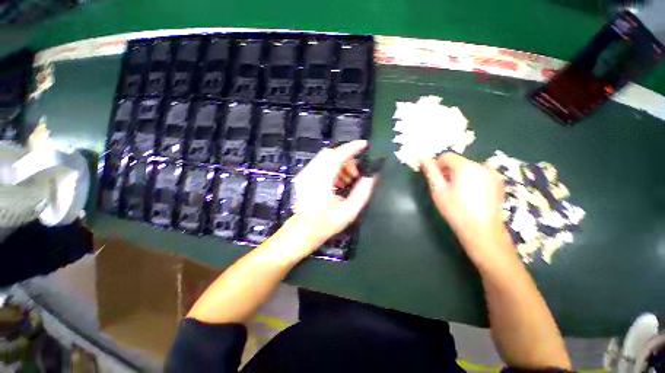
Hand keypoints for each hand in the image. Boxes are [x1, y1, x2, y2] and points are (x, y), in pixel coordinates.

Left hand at [288, 140, 376, 249]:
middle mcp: (309, 175)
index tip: (364, 145)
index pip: (335, 157)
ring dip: (340, 164)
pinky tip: (338, 182)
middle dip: (346, 159)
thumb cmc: (326, 224)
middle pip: (329, 154)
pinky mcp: (303, 176)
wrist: (304, 230)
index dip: (350, 148)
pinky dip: (332, 168)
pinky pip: (320, 164)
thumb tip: (371, 176)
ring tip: (348, 180)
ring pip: (325, 158)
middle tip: (356, 174)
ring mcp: (304, 175)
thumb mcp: (349, 212)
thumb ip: (362, 192)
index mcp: (320, 183)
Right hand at [420, 153, 514, 264]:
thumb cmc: (456, 210)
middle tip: (444, 187)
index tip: (435, 178)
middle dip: (448, 171)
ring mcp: (493, 174)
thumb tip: (423, 159)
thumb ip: (430, 172)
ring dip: (460, 175)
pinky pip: (480, 174)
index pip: (447, 156)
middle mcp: (482, 165)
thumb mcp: (438, 190)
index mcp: (466, 166)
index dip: (437, 165)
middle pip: (459, 162)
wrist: (482, 230)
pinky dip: (472, 179)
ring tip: (458, 192)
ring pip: (469, 168)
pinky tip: (470, 195)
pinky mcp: (499, 183)